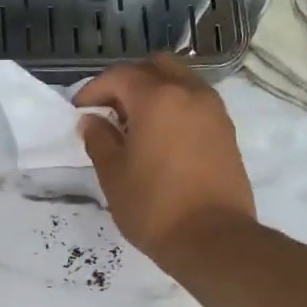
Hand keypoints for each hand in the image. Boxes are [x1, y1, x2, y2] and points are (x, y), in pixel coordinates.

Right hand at [76, 56, 256, 266]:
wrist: (212, 239)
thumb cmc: (153, 207)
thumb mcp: (113, 175)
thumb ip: (99, 140)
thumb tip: (92, 121)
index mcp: (157, 99)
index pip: (119, 76)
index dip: (94, 89)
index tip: (80, 111)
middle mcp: (189, 93)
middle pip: (155, 67)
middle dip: (128, 81)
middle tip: (110, 110)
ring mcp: (213, 111)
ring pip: (180, 81)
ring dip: (155, 92)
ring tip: (136, 125)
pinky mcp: (226, 131)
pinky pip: (196, 103)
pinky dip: (176, 107)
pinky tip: (162, 138)